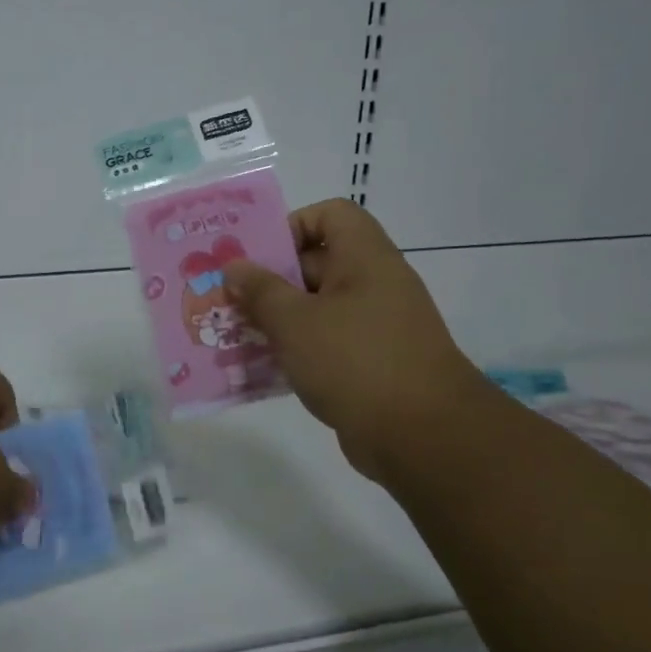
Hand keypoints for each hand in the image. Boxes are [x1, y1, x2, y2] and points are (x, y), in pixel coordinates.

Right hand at [223, 199, 493, 483]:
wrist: (422, 436)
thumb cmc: (355, 361)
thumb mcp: (295, 321)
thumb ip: (260, 291)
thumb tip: (235, 267)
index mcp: (364, 258)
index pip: (330, 215)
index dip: (292, 225)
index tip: (258, 257)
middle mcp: (373, 284)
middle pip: (316, 263)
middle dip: (269, 280)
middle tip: (228, 300)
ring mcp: (375, 326)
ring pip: (316, 308)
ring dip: (276, 320)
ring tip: (235, 336)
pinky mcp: (370, 363)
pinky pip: (325, 343)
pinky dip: (295, 350)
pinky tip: (261, 369)